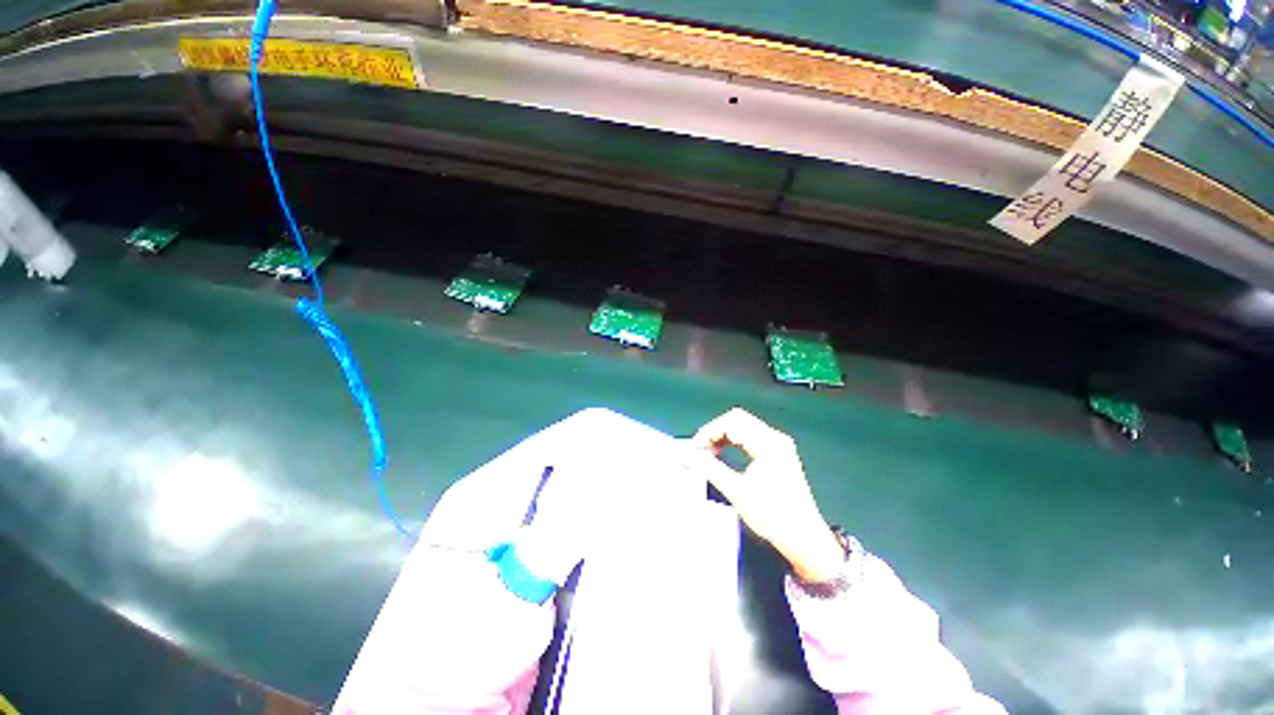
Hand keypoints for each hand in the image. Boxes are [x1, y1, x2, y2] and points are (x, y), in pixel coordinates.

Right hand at [688, 408, 844, 582]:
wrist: (805, 539)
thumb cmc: (772, 516)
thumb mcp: (738, 492)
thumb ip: (711, 469)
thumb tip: (688, 456)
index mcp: (768, 444)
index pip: (731, 423)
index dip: (708, 432)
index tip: (693, 449)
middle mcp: (775, 438)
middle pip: (738, 419)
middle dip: (714, 431)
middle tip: (699, 450)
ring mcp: (779, 444)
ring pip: (744, 426)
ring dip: (723, 435)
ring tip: (708, 453)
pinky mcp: (779, 453)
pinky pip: (751, 436)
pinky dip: (734, 441)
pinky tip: (724, 454)